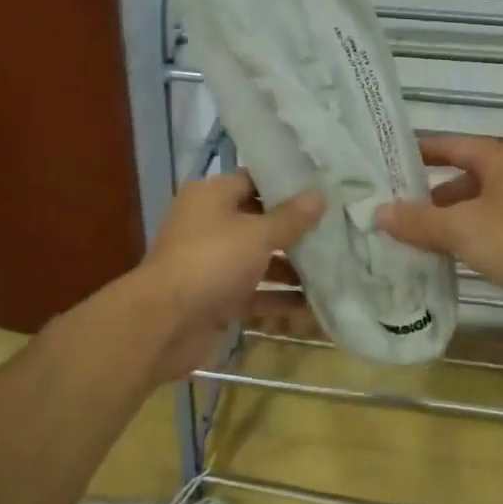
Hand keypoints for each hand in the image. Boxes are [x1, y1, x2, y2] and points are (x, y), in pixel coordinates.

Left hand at [137, 172, 324, 379]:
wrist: (164, 323)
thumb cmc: (211, 262)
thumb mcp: (257, 235)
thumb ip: (291, 218)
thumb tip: (320, 194)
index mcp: (211, 196)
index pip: (254, 180)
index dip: (287, 184)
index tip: (324, 188)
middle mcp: (209, 224)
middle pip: (259, 221)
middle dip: (296, 230)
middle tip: (339, 229)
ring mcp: (212, 263)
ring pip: (259, 260)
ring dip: (291, 268)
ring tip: (336, 268)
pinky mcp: (216, 297)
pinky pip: (254, 293)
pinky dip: (279, 299)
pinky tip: (315, 306)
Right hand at [376, 135, 502, 321]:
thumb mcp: (462, 230)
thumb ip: (418, 221)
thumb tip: (378, 212)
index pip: (451, 146)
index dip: (419, 153)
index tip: (387, 163)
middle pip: (465, 177)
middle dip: (431, 195)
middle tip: (397, 211)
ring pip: (482, 204)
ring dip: (452, 219)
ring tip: (420, 240)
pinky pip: (498, 226)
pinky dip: (474, 235)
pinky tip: (457, 257)